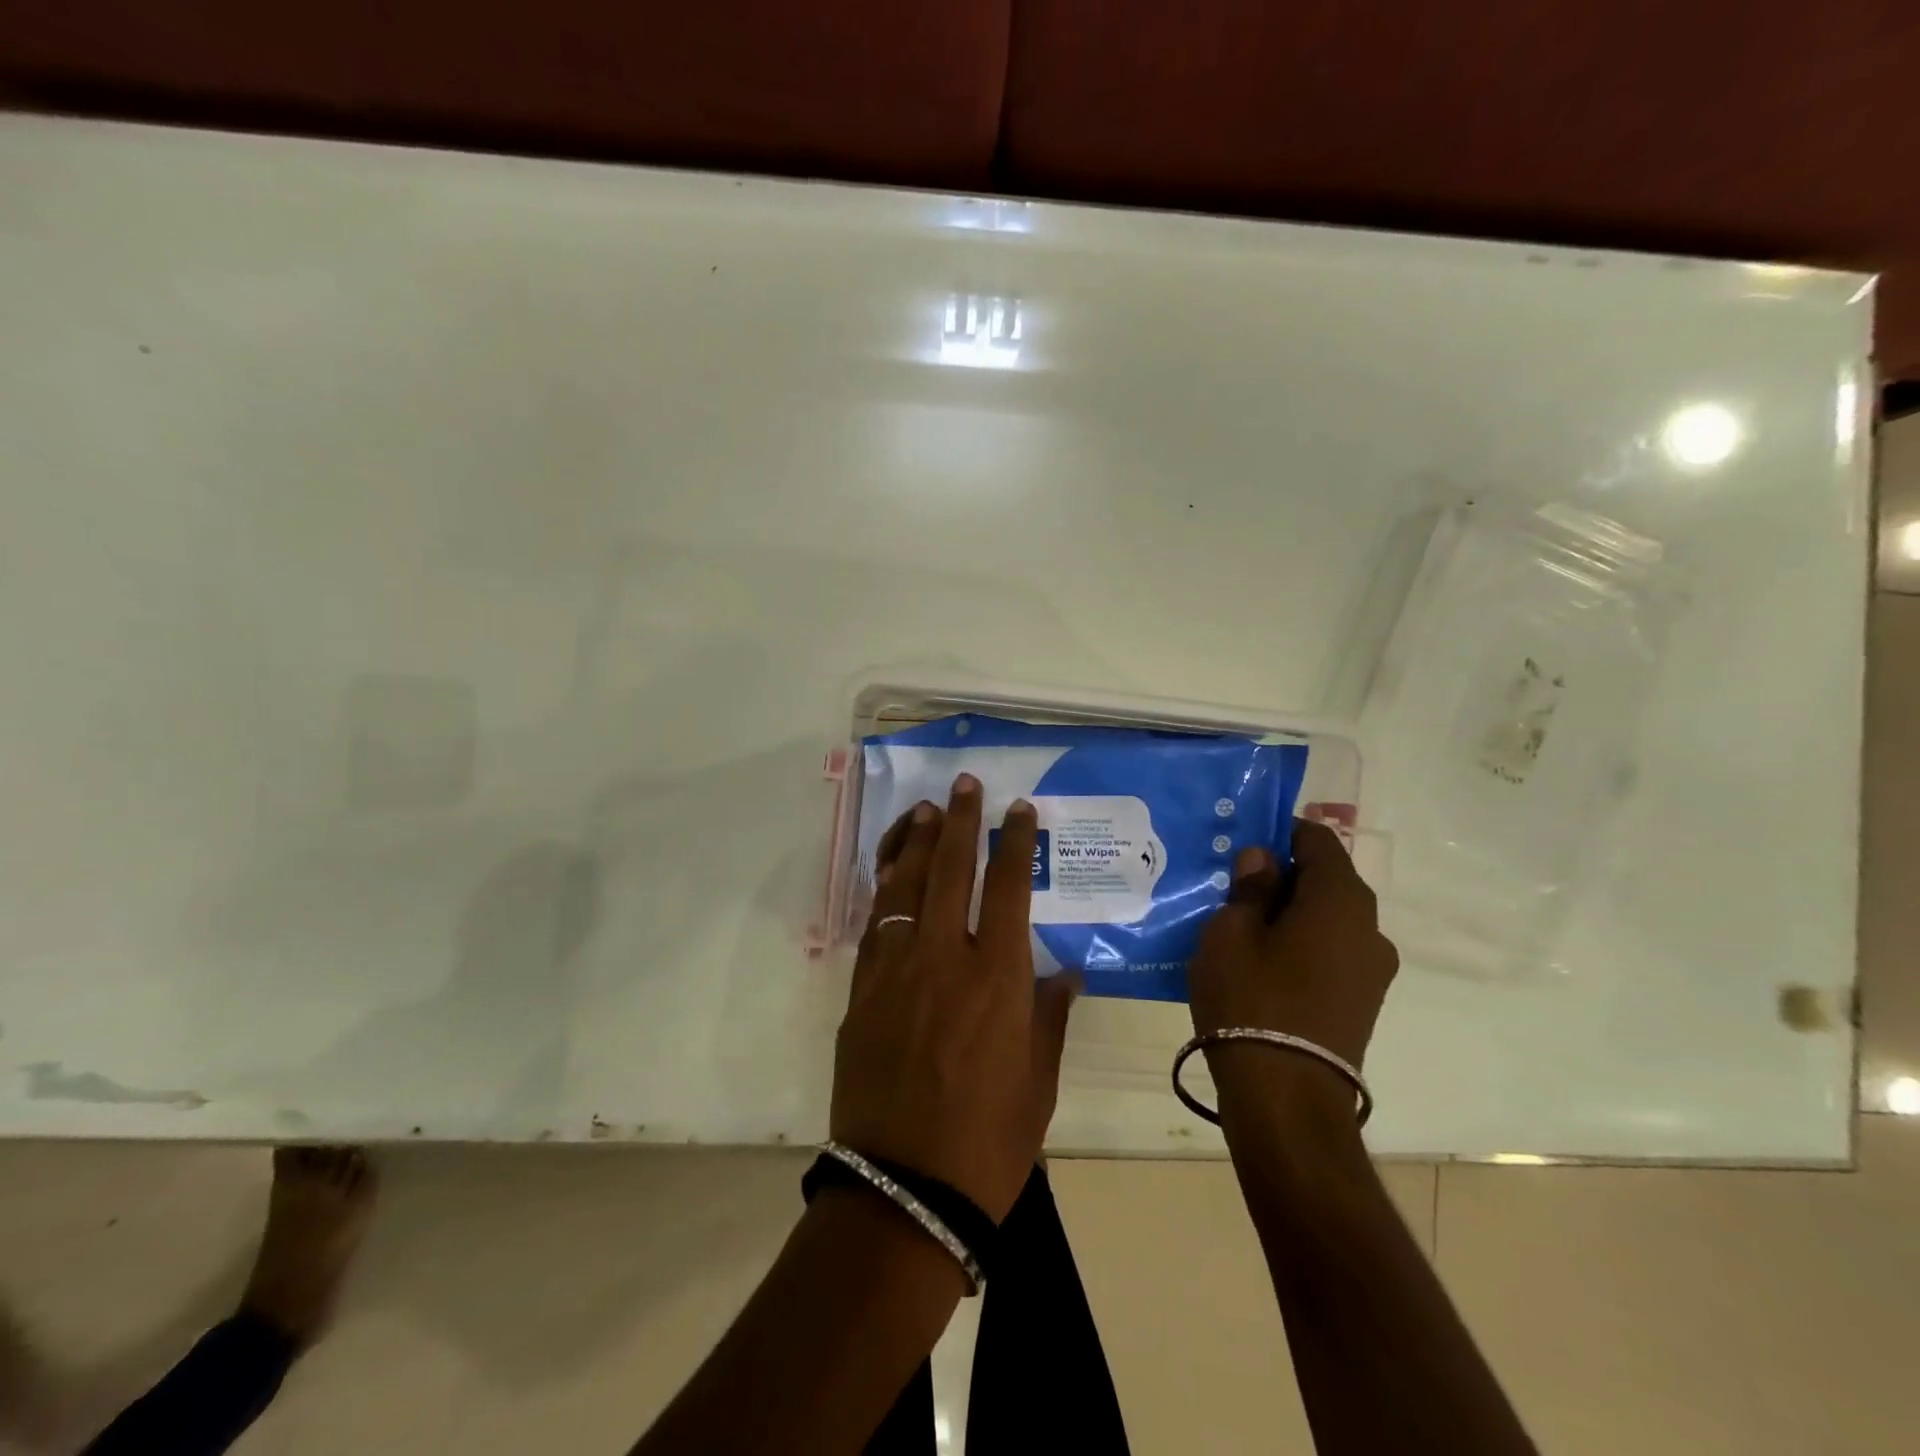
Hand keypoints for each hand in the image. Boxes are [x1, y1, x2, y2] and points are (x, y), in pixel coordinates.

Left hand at [830, 774, 1078, 1221]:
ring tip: (923, 811)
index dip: (1014, 842)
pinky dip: (884, 892)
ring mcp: (896, 970)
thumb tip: (1066, 975)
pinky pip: (875, 925)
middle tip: (964, 786)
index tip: (1018, 810)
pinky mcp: (861, 991)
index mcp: (999, 977)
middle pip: (952, 870)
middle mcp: (946, 958)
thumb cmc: (988, 1141)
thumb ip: (1050, 1017)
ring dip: (915, 844)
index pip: (1010, 888)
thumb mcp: (1039, 1082)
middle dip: (960, 821)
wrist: (904, 1189)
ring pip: (905, 887)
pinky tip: (890, 875)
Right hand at [1187, 819, 1397, 1072]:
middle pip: (1325, 881)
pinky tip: (1260, 963)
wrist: (1286, 1097)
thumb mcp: (1231, 933)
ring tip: (1241, 927)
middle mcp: (1370, 928)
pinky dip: (1300, 945)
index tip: (1241, 842)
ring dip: (1289, 914)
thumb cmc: (1252, 1000)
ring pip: (1327, 920)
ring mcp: (1372, 970)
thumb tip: (1263, 860)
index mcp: (1342, 900)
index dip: (1279, 832)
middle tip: (1230, 885)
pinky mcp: (1363, 1002)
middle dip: (1280, 876)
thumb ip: (1250, 888)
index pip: (1317, 840)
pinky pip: (1330, 953)